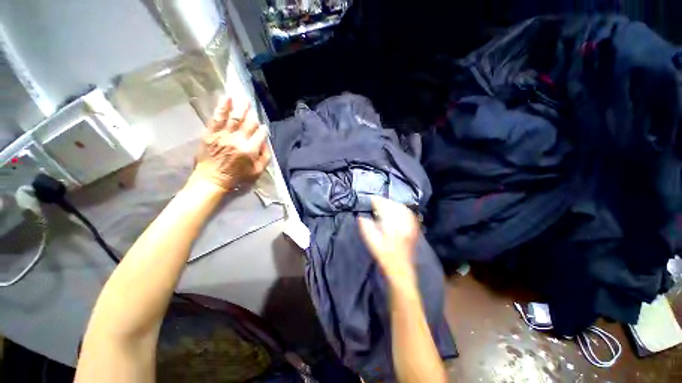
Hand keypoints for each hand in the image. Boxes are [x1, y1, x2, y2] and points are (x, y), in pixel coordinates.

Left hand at [190, 96, 270, 191]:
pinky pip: (218, 117)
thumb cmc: (237, 177)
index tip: (264, 128)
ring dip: (241, 107)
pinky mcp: (211, 133)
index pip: (260, 134)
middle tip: (254, 110)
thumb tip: (265, 143)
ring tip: (244, 100)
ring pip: (235, 118)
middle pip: (249, 124)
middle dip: (253, 117)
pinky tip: (227, 98)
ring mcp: (223, 135)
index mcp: (250, 150)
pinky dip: (222, 107)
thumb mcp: (257, 171)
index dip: (263, 130)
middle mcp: (238, 140)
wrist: (212, 179)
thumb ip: (265, 157)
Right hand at [358, 197, 419, 282]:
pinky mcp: (413, 229)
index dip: (378, 201)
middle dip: (384, 201)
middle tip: (376, 200)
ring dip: (393, 203)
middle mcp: (403, 224)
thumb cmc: (385, 257)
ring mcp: (410, 226)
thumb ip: (366, 229)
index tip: (371, 199)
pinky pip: (409, 214)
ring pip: (402, 208)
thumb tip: (361, 217)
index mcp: (392, 226)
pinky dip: (401, 208)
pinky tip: (397, 209)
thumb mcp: (372, 244)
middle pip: (394, 206)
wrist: (401, 269)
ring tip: (385, 203)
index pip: (385, 208)